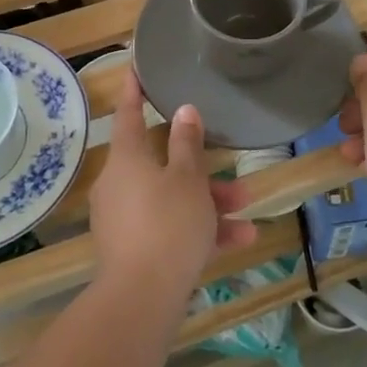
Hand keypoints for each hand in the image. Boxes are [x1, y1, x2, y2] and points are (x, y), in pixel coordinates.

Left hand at [92, 73, 257, 298]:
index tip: (135, 69)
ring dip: (209, 203)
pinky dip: (199, 230)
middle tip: (231, 169)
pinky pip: (169, 228)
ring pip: (171, 199)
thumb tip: (183, 111)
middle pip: (162, 164)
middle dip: (201, 170)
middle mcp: (120, 184)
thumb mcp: (187, 179)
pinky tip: (240, 239)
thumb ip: (187, 144)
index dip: (134, 92)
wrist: (142, 297)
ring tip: (247, 209)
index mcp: (126, 159)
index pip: (129, 115)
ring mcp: (124, 219)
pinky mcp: (134, 249)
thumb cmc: (167, 223)